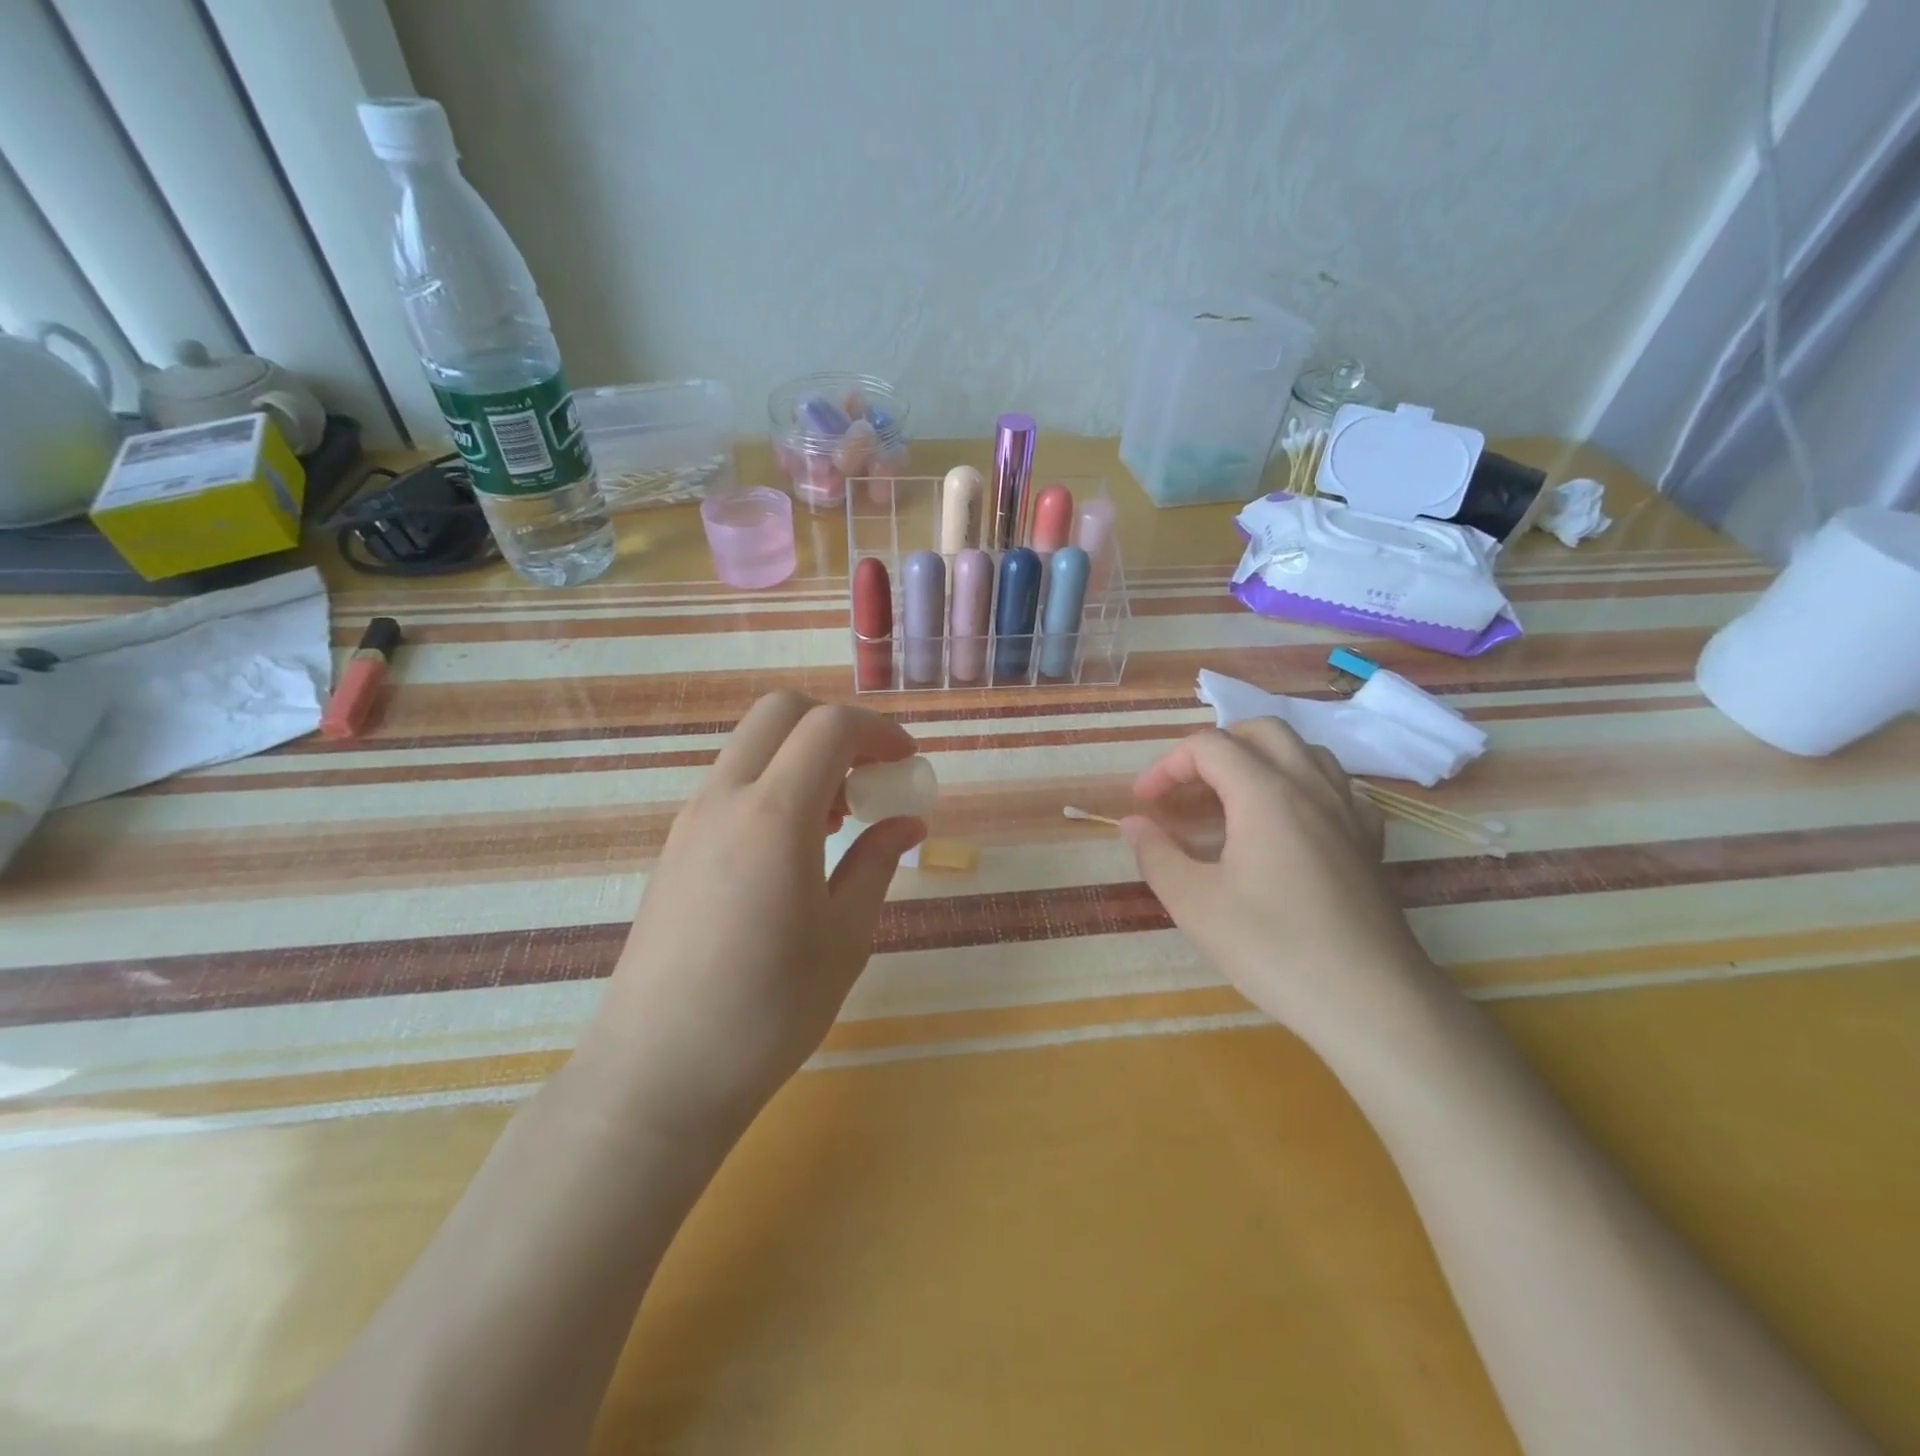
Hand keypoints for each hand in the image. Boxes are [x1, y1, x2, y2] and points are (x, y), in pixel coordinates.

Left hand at [575, 692, 925, 1138]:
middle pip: (780, 712)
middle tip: (870, 777)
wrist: (657, 1073)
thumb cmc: (768, 1010)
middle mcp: (724, 799)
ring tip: (838, 820)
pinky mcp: (674, 848)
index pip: (829, 727)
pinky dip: (772, 785)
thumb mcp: (844, 938)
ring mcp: (690, 821)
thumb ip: (876, 863)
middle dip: (836, 727)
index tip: (908, 763)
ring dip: (802, 756)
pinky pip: (730, 784)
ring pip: (751, 746)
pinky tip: (793, 848)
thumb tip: (907, 823)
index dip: (879, 732)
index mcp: (774, 815)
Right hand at [1122, 718, 1434, 1044]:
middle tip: (1187, 789)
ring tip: (1233, 799)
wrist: (1372, 1002)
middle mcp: (1311, 786)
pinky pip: (1337, 787)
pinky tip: (1291, 822)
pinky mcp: (1371, 841)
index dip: (1167, 766)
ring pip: (1305, 751)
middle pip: (1261, 731)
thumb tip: (1133, 823)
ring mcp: (1349, 811)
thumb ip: (1157, 854)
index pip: (1208, 746)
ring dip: (1260, 759)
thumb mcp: (1195, 904)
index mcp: (1265, 793)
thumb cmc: (1273, 948)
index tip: (1145, 804)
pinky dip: (1304, 786)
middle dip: (1215, 748)